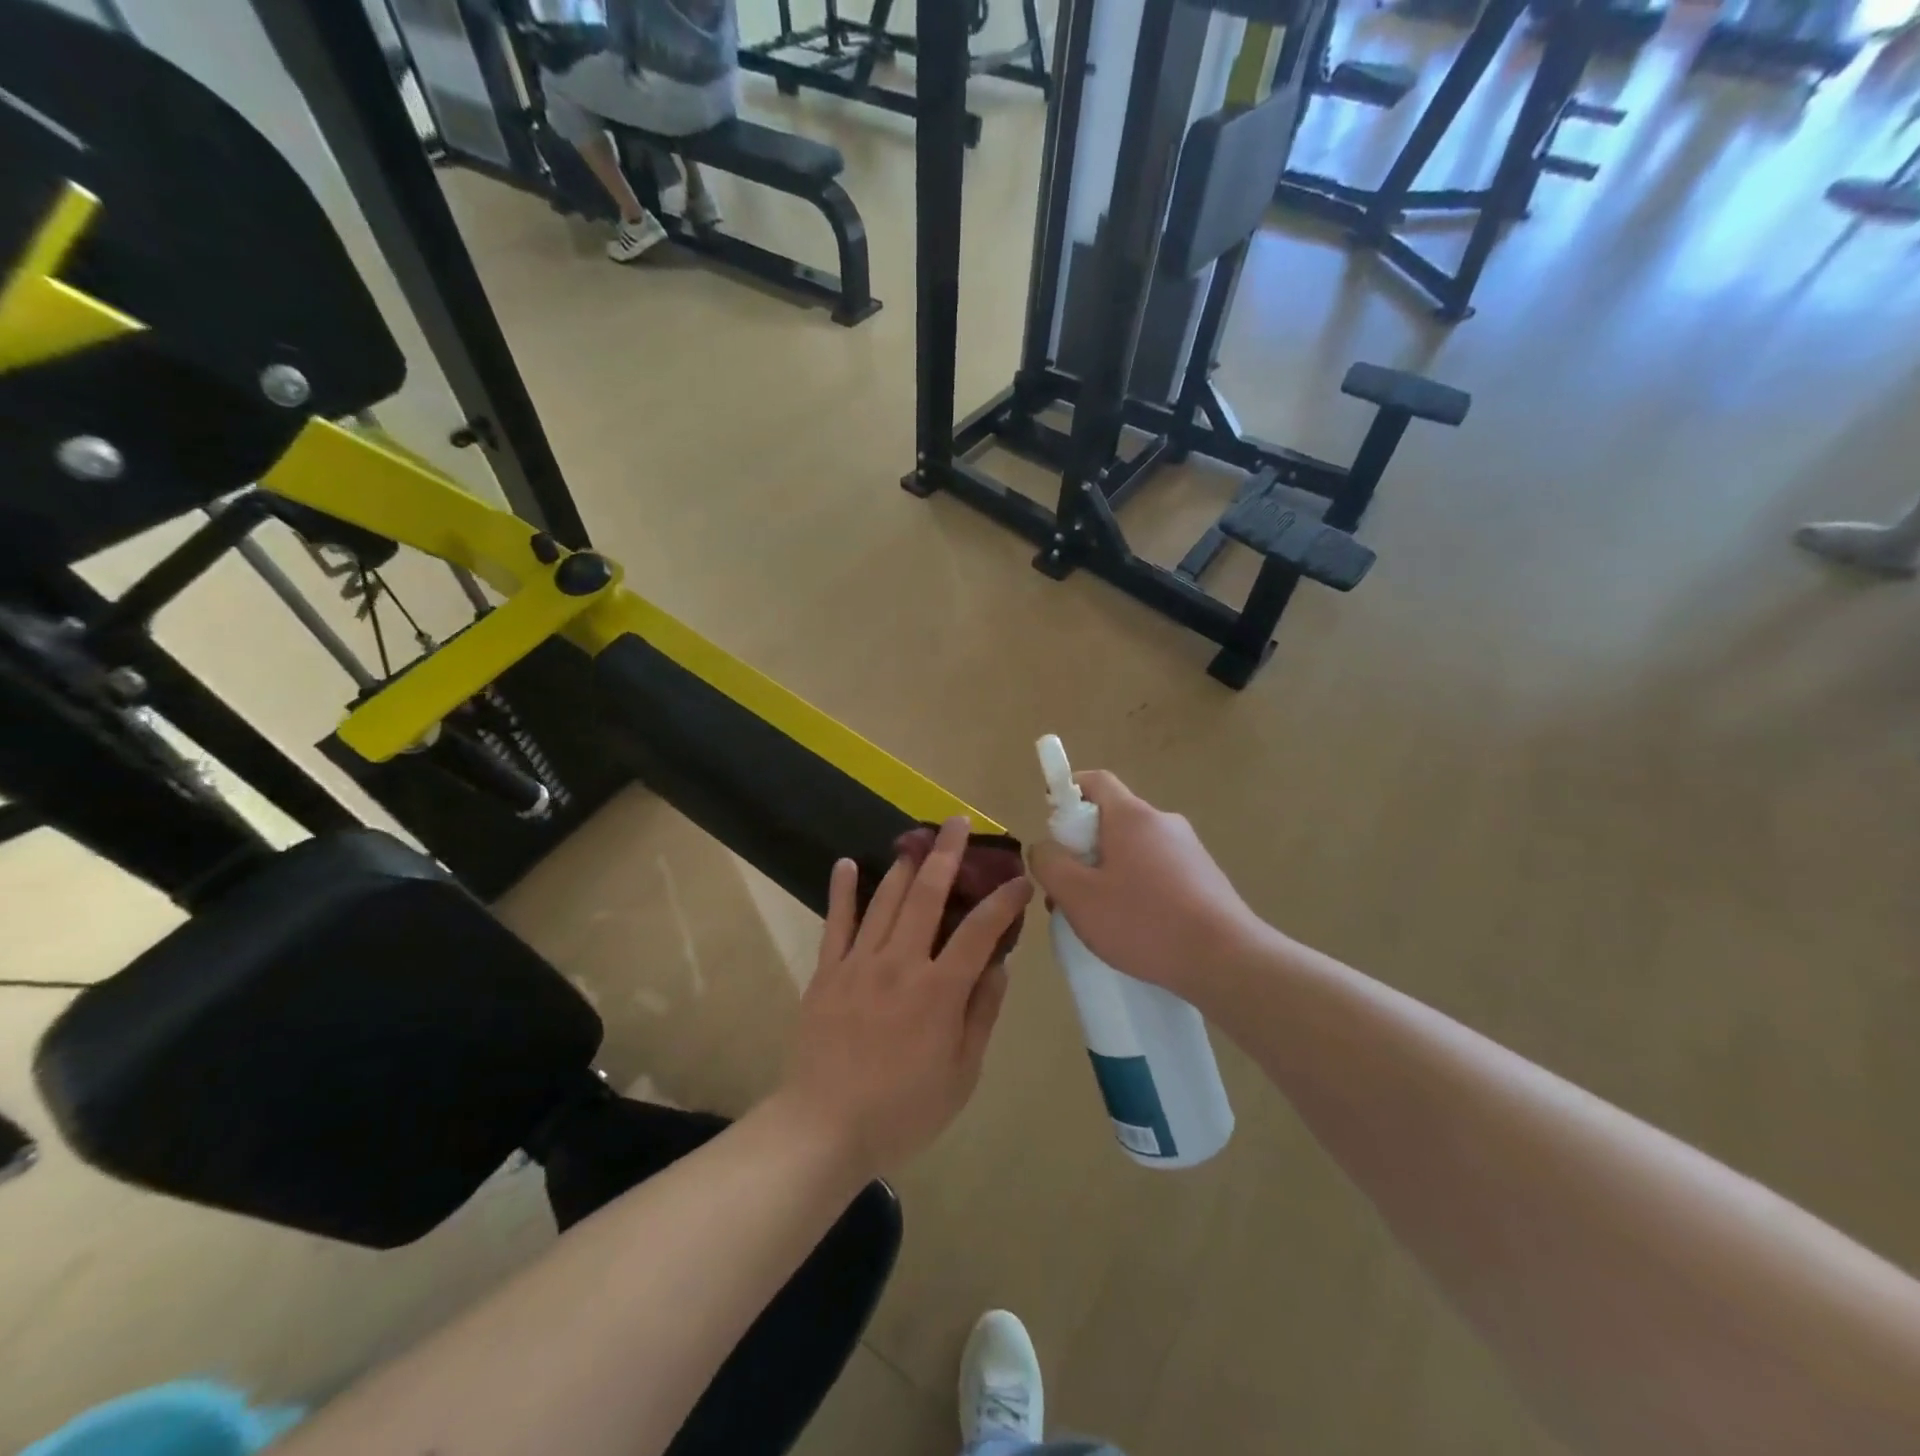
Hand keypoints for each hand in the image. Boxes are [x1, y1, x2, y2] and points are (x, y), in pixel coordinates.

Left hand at [778, 818, 1032, 1178]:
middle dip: (947, 855)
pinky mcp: (827, 972)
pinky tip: (848, 864)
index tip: (1020, 880)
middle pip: (927, 896)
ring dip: (905, 864)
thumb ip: (981, 1014)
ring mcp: (859, 963)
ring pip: (886, 900)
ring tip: (918, 837)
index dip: (1003, 902)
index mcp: (939, 991)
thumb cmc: (902, 1110)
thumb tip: (998, 965)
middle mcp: (900, 964)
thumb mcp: (962, 1074)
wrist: (823, 1128)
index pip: (979, 931)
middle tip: (957, 823)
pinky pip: (836, 922)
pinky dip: (843, 891)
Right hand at [1027, 771, 1266, 998]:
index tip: (1053, 828)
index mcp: (1132, 816)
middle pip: (1112, 819)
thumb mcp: (1078, 896)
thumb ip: (1050, 864)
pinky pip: (1157, 871)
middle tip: (1068, 888)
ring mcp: (1189, 850)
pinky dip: (1137, 888)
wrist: (1227, 960)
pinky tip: (1135, 928)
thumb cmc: (1144, 922)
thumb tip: (1044, 847)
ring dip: (1108, 873)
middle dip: (1083, 848)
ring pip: (1133, 849)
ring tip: (1098, 918)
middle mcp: (1163, 822)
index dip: (1067, 793)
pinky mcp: (1205, 878)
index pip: (1095, 781)